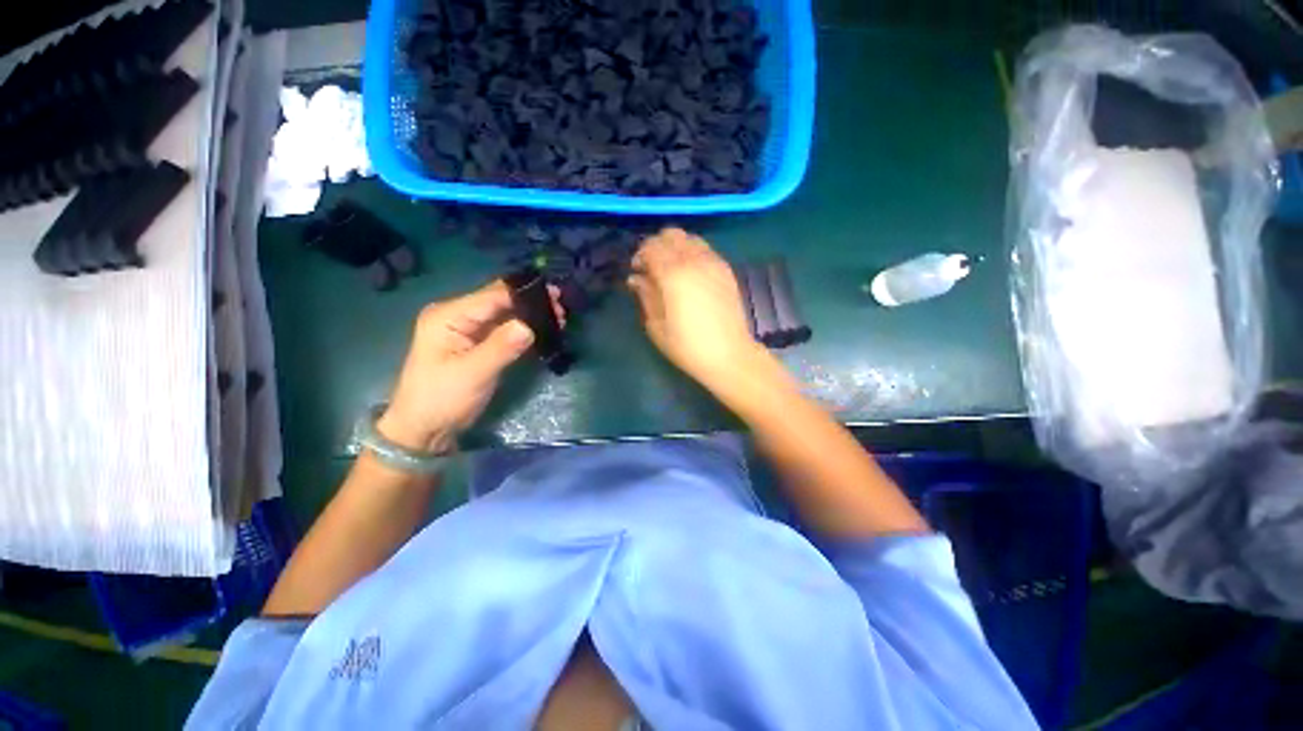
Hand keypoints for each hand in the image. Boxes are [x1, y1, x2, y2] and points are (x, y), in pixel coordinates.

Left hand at [378, 281, 562, 452]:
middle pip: (501, 301)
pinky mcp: (477, 343)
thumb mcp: (473, 373)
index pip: (493, 296)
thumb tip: (530, 326)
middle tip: (562, 311)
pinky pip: (504, 329)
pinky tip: (544, 331)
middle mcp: (458, 316)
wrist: (424, 429)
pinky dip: (524, 329)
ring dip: (531, 316)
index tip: (556, 298)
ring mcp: (468, 330)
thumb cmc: (442, 399)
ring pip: (506, 314)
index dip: (526, 295)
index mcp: (448, 316)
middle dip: (532, 304)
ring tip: (560, 319)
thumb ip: (501, 347)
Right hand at [628, 228, 762, 387]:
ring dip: (676, 247)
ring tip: (672, 270)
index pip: (652, 247)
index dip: (640, 255)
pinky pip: (706, 249)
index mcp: (673, 275)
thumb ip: (645, 296)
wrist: (729, 355)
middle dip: (657, 246)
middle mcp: (694, 261)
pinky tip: (691, 275)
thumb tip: (636, 278)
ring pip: (690, 238)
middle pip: (671, 234)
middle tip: (652, 267)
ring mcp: (714, 263)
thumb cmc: (687, 346)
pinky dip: (693, 253)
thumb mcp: (657, 326)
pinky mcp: (726, 270)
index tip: (637, 271)